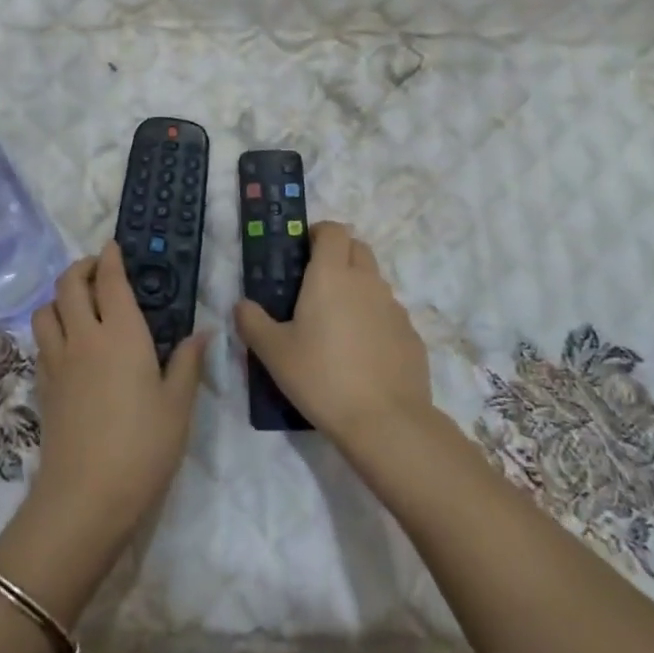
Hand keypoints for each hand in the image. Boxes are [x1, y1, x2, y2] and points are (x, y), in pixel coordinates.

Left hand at [30, 243, 209, 542]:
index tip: (113, 246)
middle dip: (81, 268)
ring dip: (60, 297)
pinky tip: (69, 344)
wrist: (85, 497)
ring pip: (46, 310)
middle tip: (99, 270)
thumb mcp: (178, 405)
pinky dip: (52, 327)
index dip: (110, 258)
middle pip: (68, 285)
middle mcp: (83, 337)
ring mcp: (57, 361)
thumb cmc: (143, 447)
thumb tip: (202, 332)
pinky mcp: (42, 386)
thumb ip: (187, 363)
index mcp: (121, 334)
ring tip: (80, 305)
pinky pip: (41, 341)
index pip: (110, 281)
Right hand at [232, 221, 432, 449]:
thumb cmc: (322, 377)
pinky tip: (362, 353)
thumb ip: (252, 322)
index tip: (302, 251)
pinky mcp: (412, 335)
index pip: (333, 230)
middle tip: (316, 285)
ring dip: (357, 288)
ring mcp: (394, 308)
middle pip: (358, 248)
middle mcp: (366, 282)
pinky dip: (375, 320)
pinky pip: (389, 314)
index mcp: (332, 275)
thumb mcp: (274, 353)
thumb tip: (241, 305)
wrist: (386, 421)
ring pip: (375, 282)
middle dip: (339, 254)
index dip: (318, 233)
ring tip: (336, 324)